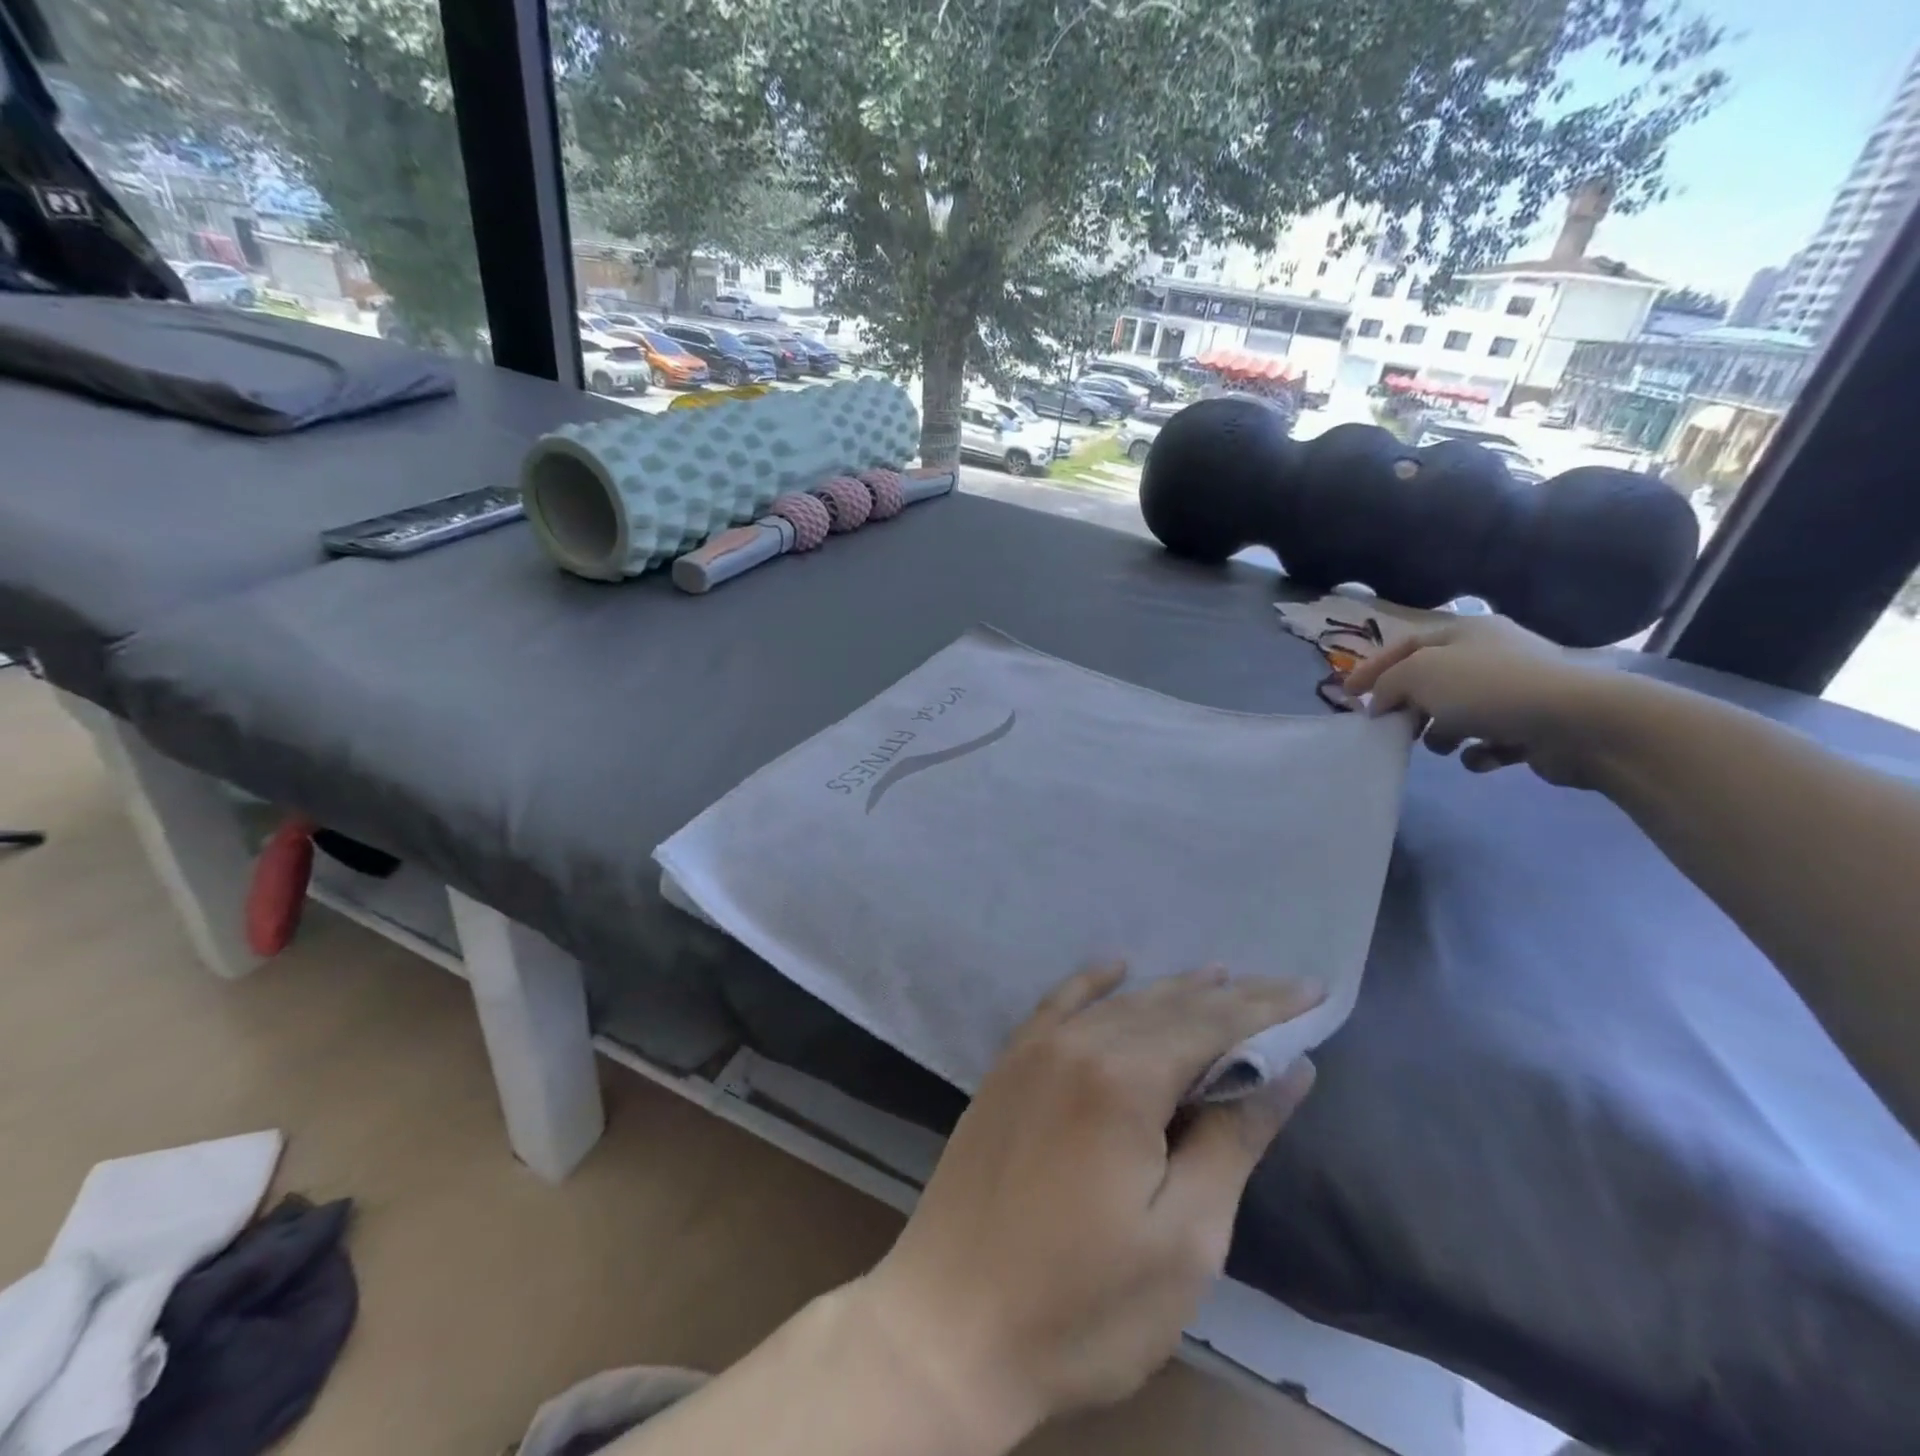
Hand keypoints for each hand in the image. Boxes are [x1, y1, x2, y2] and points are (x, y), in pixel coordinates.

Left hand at [856, 964, 1321, 1444]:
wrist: (949, 1326)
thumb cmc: (1082, 1304)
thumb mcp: (1184, 1238)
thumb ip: (1234, 1139)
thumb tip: (1287, 1069)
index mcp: (1124, 1079)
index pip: (1212, 1024)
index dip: (1266, 1007)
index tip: (1313, 990)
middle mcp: (1077, 1045)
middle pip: (1168, 1007)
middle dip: (1229, 997)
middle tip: (1280, 987)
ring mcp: (1035, 1052)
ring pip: (1119, 1004)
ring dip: (1171, 991)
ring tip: (1218, 977)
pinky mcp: (1007, 1069)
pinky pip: (1057, 1005)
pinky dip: (1092, 982)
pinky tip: (1113, 966)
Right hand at [1340, 614, 1622, 786]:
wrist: (1579, 723)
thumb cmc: (1489, 688)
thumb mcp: (1419, 674)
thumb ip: (1388, 685)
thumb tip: (1382, 704)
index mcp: (1465, 632)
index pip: (1405, 645)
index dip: (1372, 668)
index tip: (1348, 696)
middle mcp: (1491, 655)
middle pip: (1431, 680)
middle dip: (1408, 705)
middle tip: (1391, 727)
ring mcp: (1516, 690)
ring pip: (1458, 712)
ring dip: (1442, 732)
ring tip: (1439, 746)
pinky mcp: (1533, 725)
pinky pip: (1490, 739)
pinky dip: (1478, 751)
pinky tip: (1480, 758)